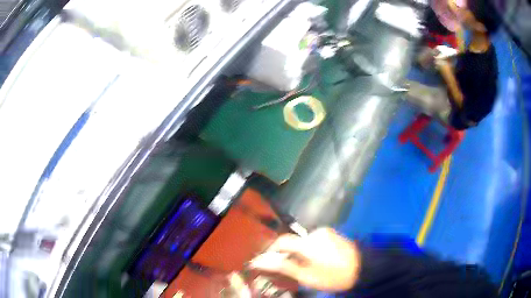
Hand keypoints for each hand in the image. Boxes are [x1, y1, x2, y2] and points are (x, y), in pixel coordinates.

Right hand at [249, 228, 360, 291]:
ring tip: (302, 266)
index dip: (272, 251)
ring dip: (298, 251)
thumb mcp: (307, 276)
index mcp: (309, 243)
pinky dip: (308, 248)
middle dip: (286, 253)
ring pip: (302, 240)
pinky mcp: (331, 233)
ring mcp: (325, 232)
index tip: (268, 262)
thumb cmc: (333, 276)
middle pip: (292, 241)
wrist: (362, 269)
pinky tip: (313, 259)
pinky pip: (312, 239)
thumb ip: (284, 267)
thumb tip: (260, 261)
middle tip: (287, 268)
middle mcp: (316, 233)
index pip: (282, 241)